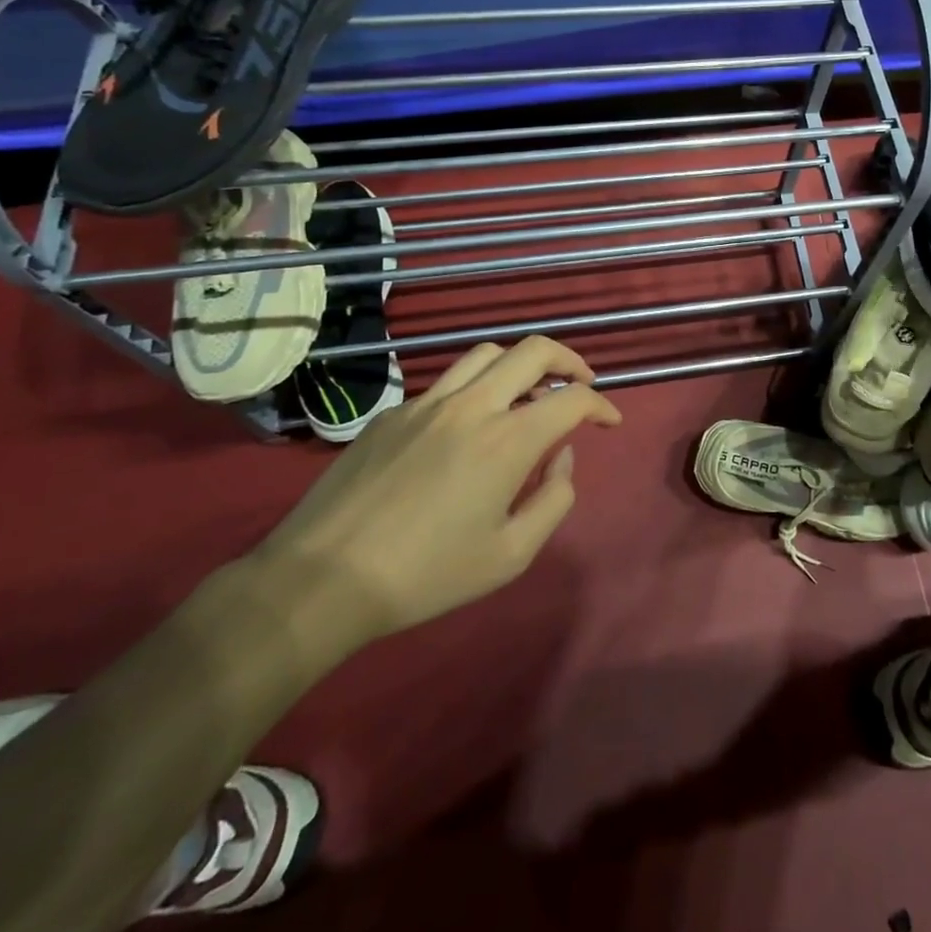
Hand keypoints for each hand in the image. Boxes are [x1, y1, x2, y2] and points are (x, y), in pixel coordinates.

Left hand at [250, 337, 621, 659]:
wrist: (321, 581)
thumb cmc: (426, 575)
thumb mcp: (510, 555)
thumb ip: (553, 499)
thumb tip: (561, 457)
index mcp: (507, 441)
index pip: (572, 399)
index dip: (601, 405)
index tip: (609, 422)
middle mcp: (472, 406)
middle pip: (533, 351)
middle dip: (569, 360)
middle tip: (581, 382)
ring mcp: (427, 404)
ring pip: (487, 354)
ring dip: (520, 365)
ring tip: (528, 393)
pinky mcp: (393, 414)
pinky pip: (447, 384)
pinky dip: (475, 390)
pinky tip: (467, 428)